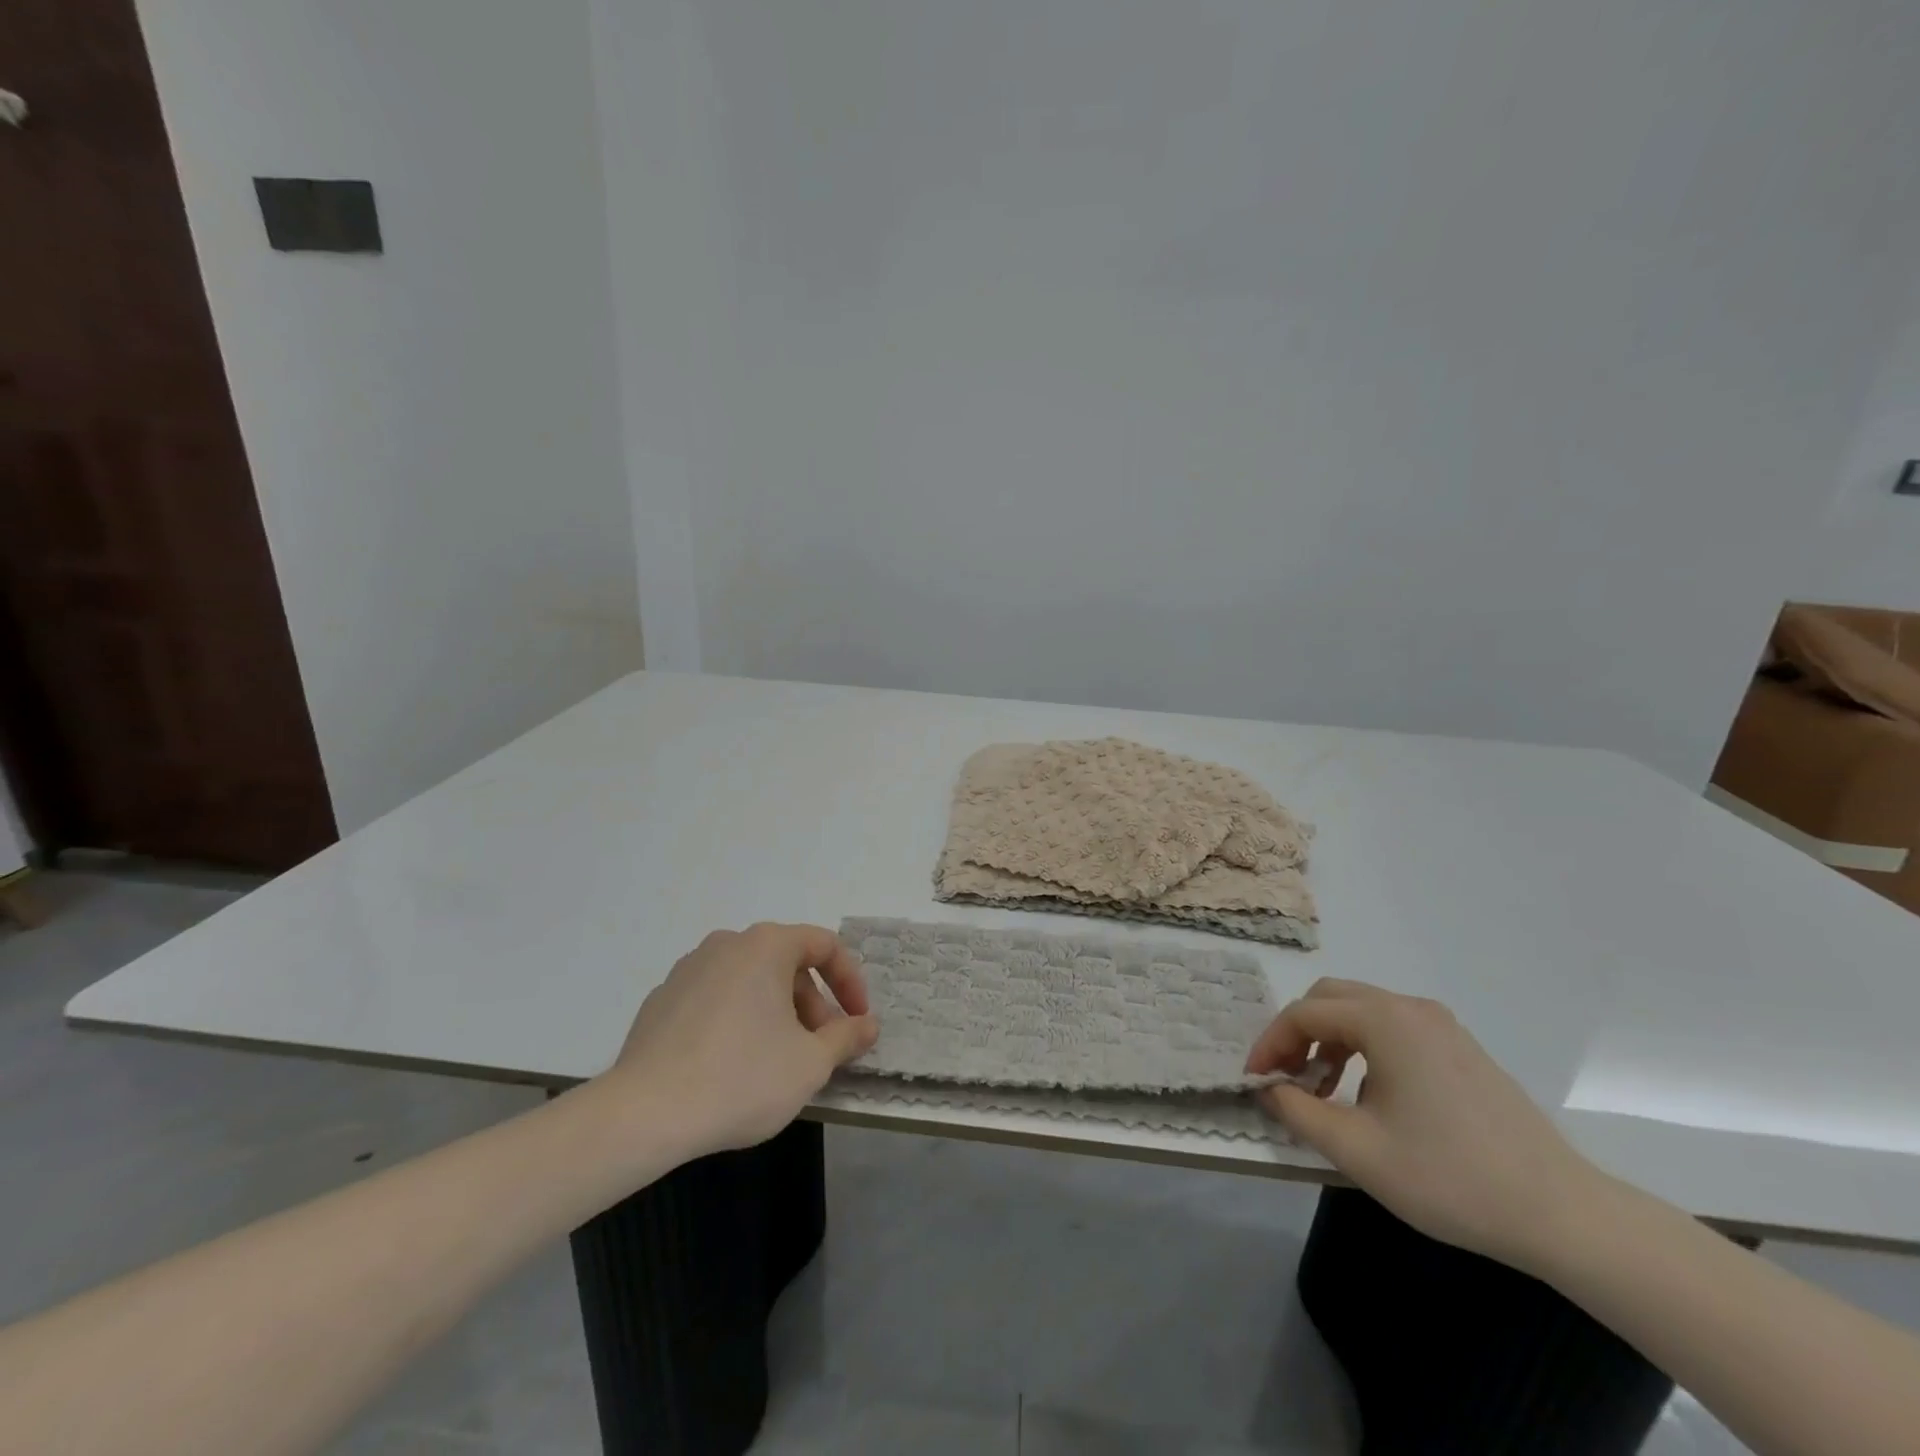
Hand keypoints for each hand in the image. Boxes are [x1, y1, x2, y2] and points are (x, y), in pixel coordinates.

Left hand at [606, 922, 878, 1155]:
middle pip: (786, 962)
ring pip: (750, 980)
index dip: (850, 982)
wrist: (645, 1114)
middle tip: (820, 1046)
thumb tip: (867, 1025)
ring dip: (777, 1011)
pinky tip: (733, 1064)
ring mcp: (689, 969)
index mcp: (766, 946)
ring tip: (780, 1059)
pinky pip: (716, 998)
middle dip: (813, 1003)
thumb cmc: (742, 1078)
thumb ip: (846, 1037)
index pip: (824, 946)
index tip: (857, 1021)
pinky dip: (738, 1018)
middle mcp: (727, 944)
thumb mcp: (810, 1063)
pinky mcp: (662, 999)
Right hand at [1246, 978, 1606, 1269]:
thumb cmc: (1449, 1177)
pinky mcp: (1461, 1049)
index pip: (1303, 1013)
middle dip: (1297, 1033)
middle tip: (1284, 1077)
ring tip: (1321, 1090)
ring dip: (1328, 1040)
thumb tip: (1268, 1087)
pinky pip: (1393, 1029)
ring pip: (1361, 1012)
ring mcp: (1441, 1026)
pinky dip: (1362, 1047)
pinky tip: (1368, 1095)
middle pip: (1330, 999)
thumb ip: (1297, 1110)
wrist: (1563, 1214)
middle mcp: (1410, 1008)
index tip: (1255, 1080)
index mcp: (1383, 1020)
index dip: (1270, 1043)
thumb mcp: (1356, 1150)